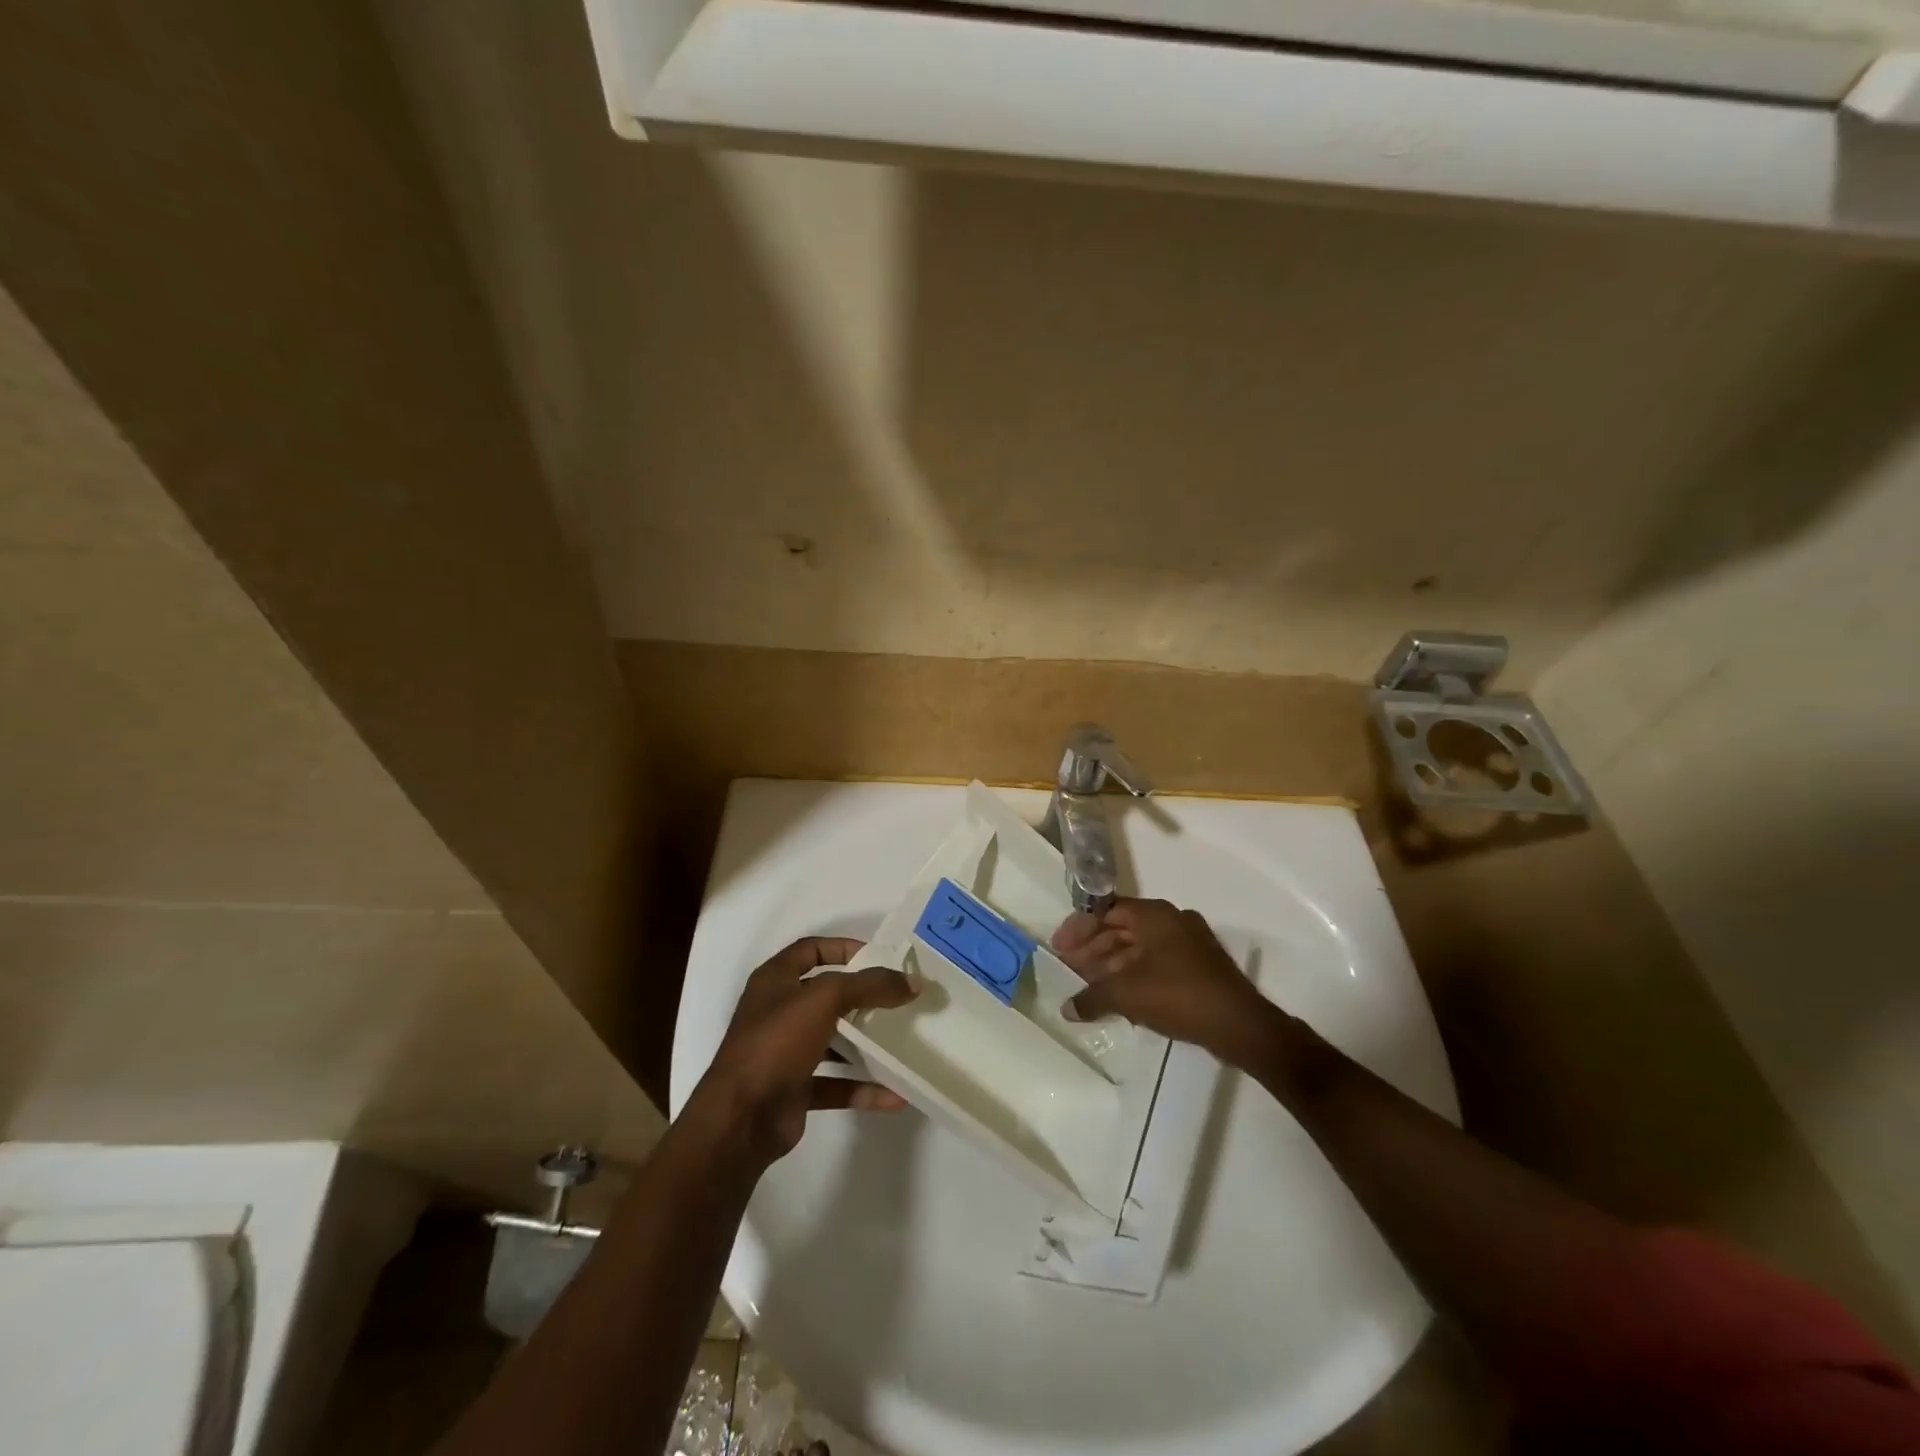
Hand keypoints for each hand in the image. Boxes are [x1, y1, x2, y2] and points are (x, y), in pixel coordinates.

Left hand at [691, 937, 917, 1166]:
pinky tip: (895, 1094)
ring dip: (865, 1043)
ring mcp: (785, 1053)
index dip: (843, 948)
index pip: (811, 950)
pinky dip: (863, 1088)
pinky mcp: (795, 1089)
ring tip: (902, 1040)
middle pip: (827, 996)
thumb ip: (869, 985)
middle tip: (898, 998)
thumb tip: (913, 982)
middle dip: (862, 996)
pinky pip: (836, 1084)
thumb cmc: (777, 1042)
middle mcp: (778, 1012)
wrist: (740, 1118)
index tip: (879, 957)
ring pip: (833, 1040)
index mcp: (775, 981)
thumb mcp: (825, 999)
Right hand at [1051, 898, 1278, 1067]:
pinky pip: (1156, 961)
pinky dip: (1134, 973)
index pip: (1105, 910)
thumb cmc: (1177, 995)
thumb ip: (1091, 997)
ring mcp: (1190, 942)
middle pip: (1121, 927)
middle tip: (1070, 969)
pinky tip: (1119, 997)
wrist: (1239, 1024)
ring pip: (1139, 946)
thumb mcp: (1126, 994)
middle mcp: (1172, 919)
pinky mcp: (1200, 965)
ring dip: (1112, 964)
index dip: (1078, 929)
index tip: (1060, 949)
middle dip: (1093, 949)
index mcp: (1154, 914)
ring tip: (1089, 986)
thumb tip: (1066, 1008)